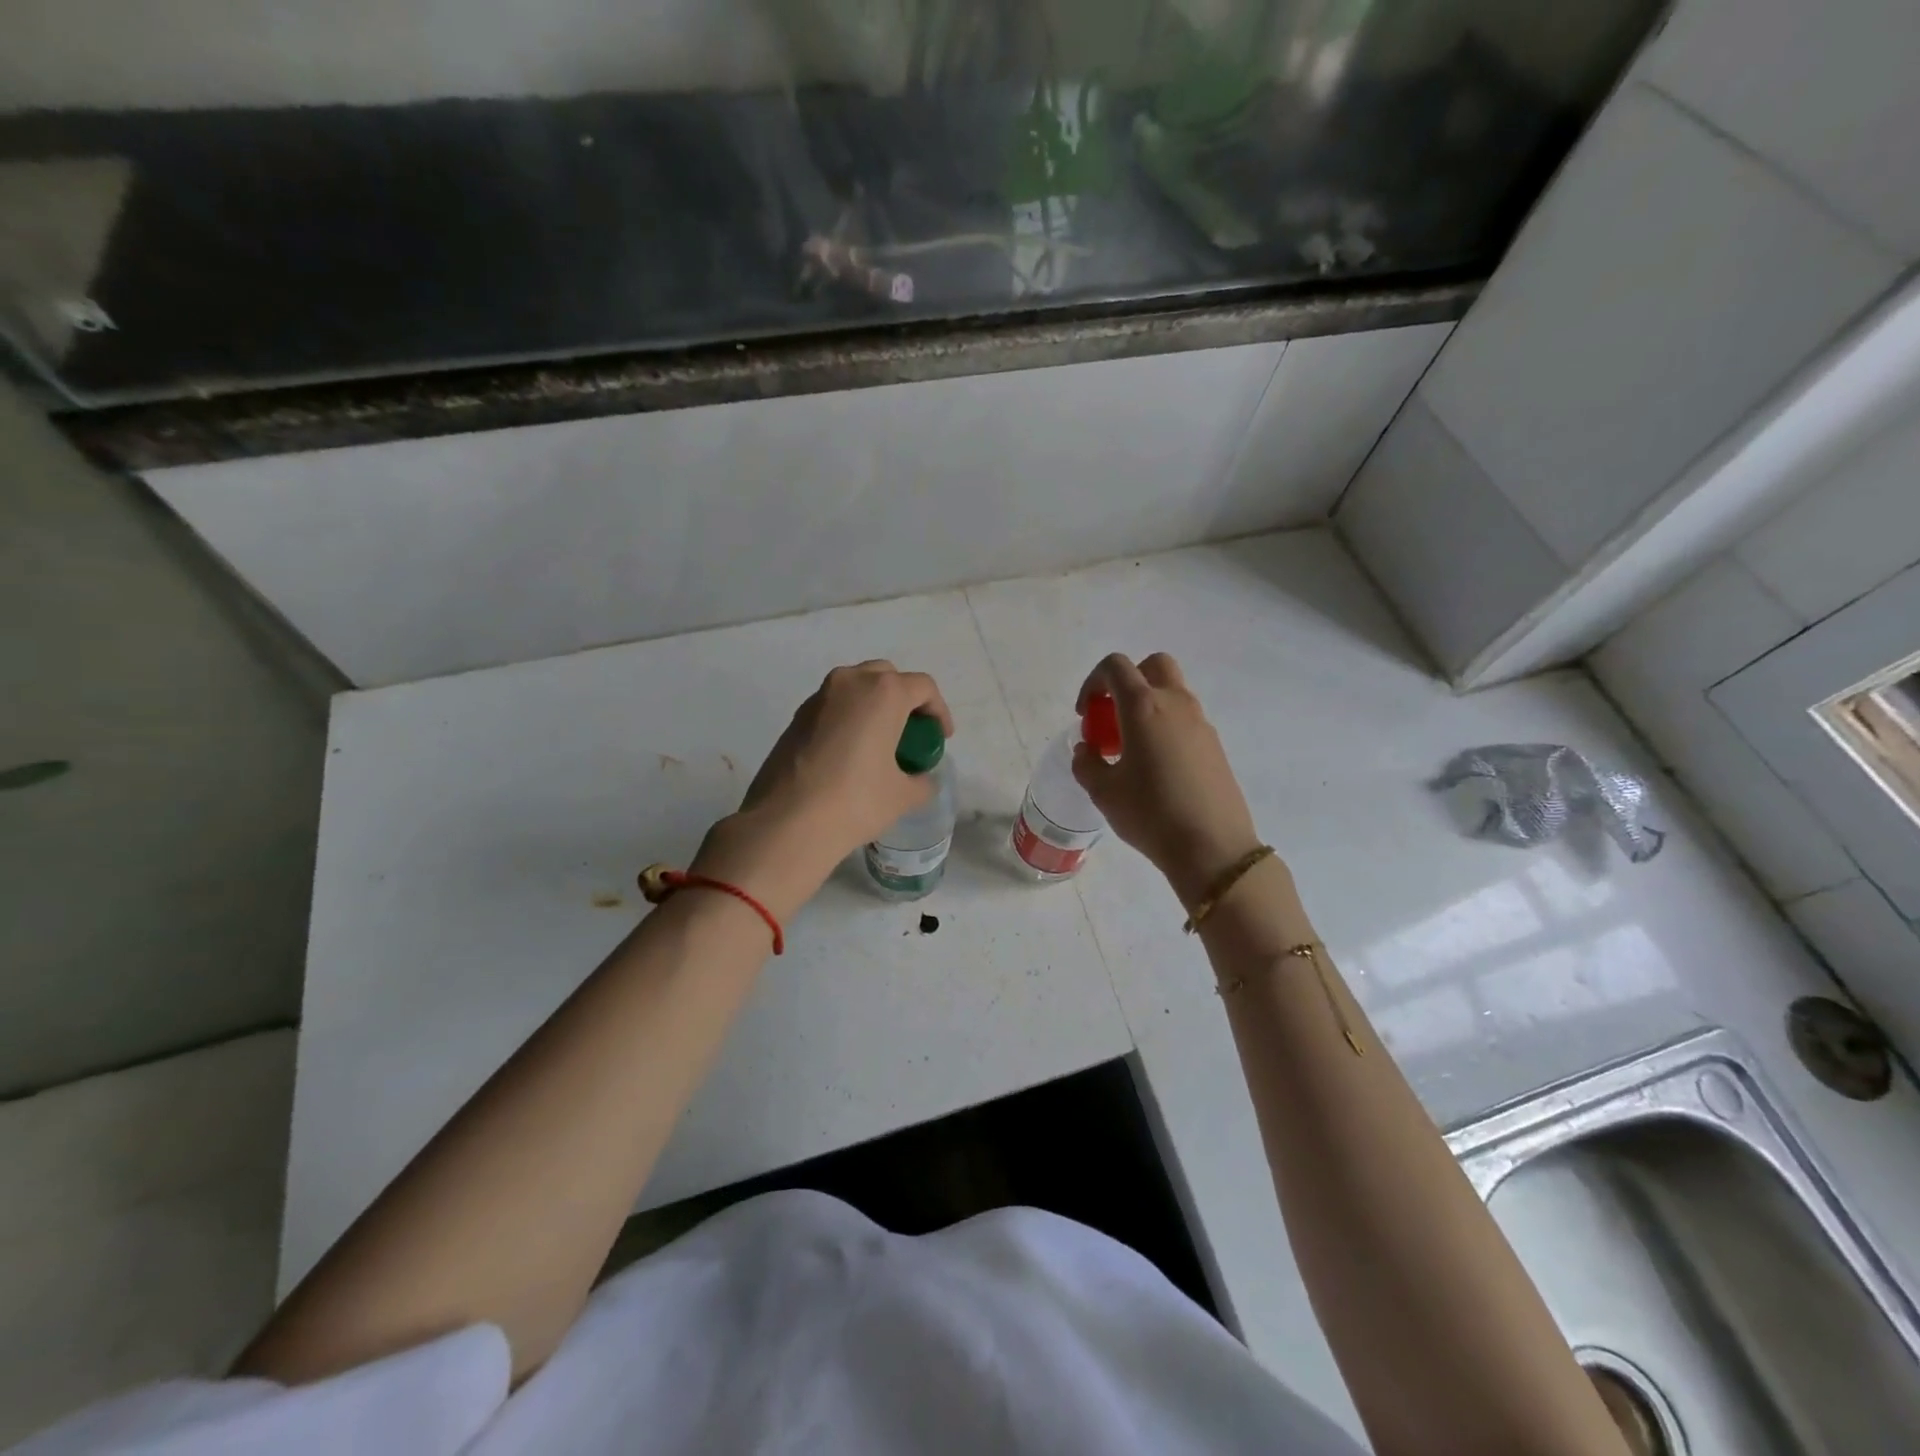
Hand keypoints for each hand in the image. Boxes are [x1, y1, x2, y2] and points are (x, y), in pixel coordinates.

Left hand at [691, 661, 953, 918]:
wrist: (787, 821)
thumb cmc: (856, 801)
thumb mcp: (902, 796)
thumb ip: (921, 781)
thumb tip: (920, 780)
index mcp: (883, 692)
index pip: (923, 687)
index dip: (939, 711)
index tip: (941, 738)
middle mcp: (850, 682)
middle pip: (887, 677)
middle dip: (904, 699)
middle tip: (911, 732)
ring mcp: (818, 697)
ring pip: (856, 688)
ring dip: (874, 706)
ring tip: (880, 743)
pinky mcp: (796, 717)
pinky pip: (833, 707)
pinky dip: (848, 719)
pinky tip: (850, 754)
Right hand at [1069, 652, 1264, 908]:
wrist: (1212, 847)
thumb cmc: (1150, 813)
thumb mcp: (1104, 792)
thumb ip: (1087, 763)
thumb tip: (1088, 750)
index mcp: (1143, 707)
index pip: (1115, 666)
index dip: (1093, 682)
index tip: (1085, 714)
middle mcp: (1175, 704)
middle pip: (1153, 666)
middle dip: (1128, 681)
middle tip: (1113, 716)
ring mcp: (1200, 723)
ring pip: (1172, 692)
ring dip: (1148, 706)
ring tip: (1131, 748)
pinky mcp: (1214, 745)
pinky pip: (1185, 720)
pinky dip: (1165, 727)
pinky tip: (1157, 768)